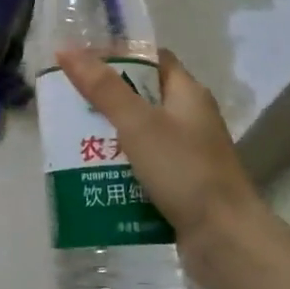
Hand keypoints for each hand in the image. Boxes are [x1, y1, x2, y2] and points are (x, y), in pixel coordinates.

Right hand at [56, 47, 266, 261]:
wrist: (224, 239)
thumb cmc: (184, 171)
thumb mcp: (137, 124)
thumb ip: (102, 88)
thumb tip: (66, 49)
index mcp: (187, 94)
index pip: (152, 60)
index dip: (118, 55)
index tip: (80, 60)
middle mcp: (189, 119)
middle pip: (140, 97)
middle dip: (103, 99)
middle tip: (65, 102)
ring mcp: (185, 153)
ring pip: (138, 134)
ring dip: (106, 135)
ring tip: (67, 137)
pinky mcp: (178, 184)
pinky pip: (141, 165)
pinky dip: (117, 166)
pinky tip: (89, 173)